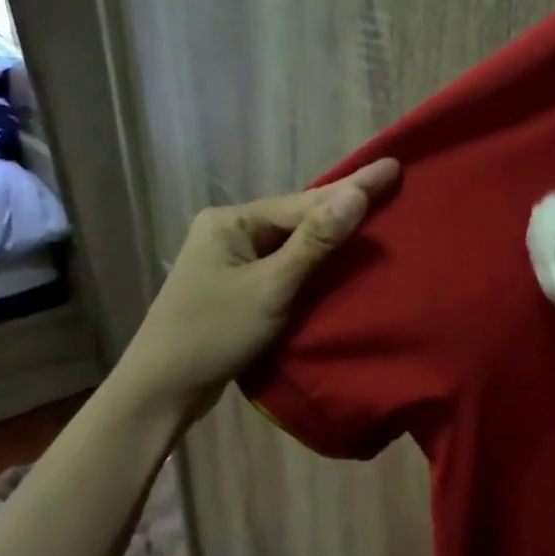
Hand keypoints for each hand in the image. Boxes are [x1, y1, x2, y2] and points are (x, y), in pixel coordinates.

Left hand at [120, 158, 400, 417]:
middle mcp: (229, 230)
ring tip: (374, 212)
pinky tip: (339, 257)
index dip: (353, 188)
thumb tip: (355, 195)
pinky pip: (284, 263)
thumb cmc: (214, 333)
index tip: (392, 167)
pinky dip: (313, 260)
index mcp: (232, 221)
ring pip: (292, 240)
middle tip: (388, 181)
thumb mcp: (271, 287)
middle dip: (343, 203)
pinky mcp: (236, 284)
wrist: (162, 388)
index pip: (305, 203)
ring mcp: (230, 258)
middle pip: (298, 216)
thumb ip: (315, 242)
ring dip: (331, 233)